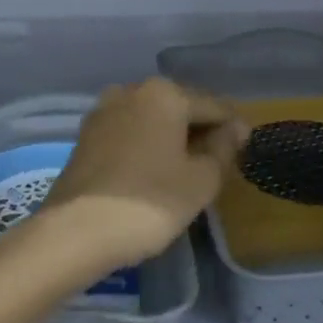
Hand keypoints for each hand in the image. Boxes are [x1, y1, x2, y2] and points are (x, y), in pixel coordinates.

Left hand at [37, 79, 247, 273]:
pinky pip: (129, 132)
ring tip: (186, 169)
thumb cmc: (149, 201)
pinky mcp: (86, 135)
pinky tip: (154, 171)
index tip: (246, 149)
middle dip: (200, 129)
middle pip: (180, 106)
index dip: (233, 127)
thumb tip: (235, 128)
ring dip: (171, 137)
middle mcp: (133, 90)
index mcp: (166, 93)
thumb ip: (223, 149)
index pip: (213, 105)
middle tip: (218, 163)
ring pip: (152, 118)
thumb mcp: (200, 180)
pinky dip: (146, 145)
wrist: (76, 232)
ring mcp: (105, 111)